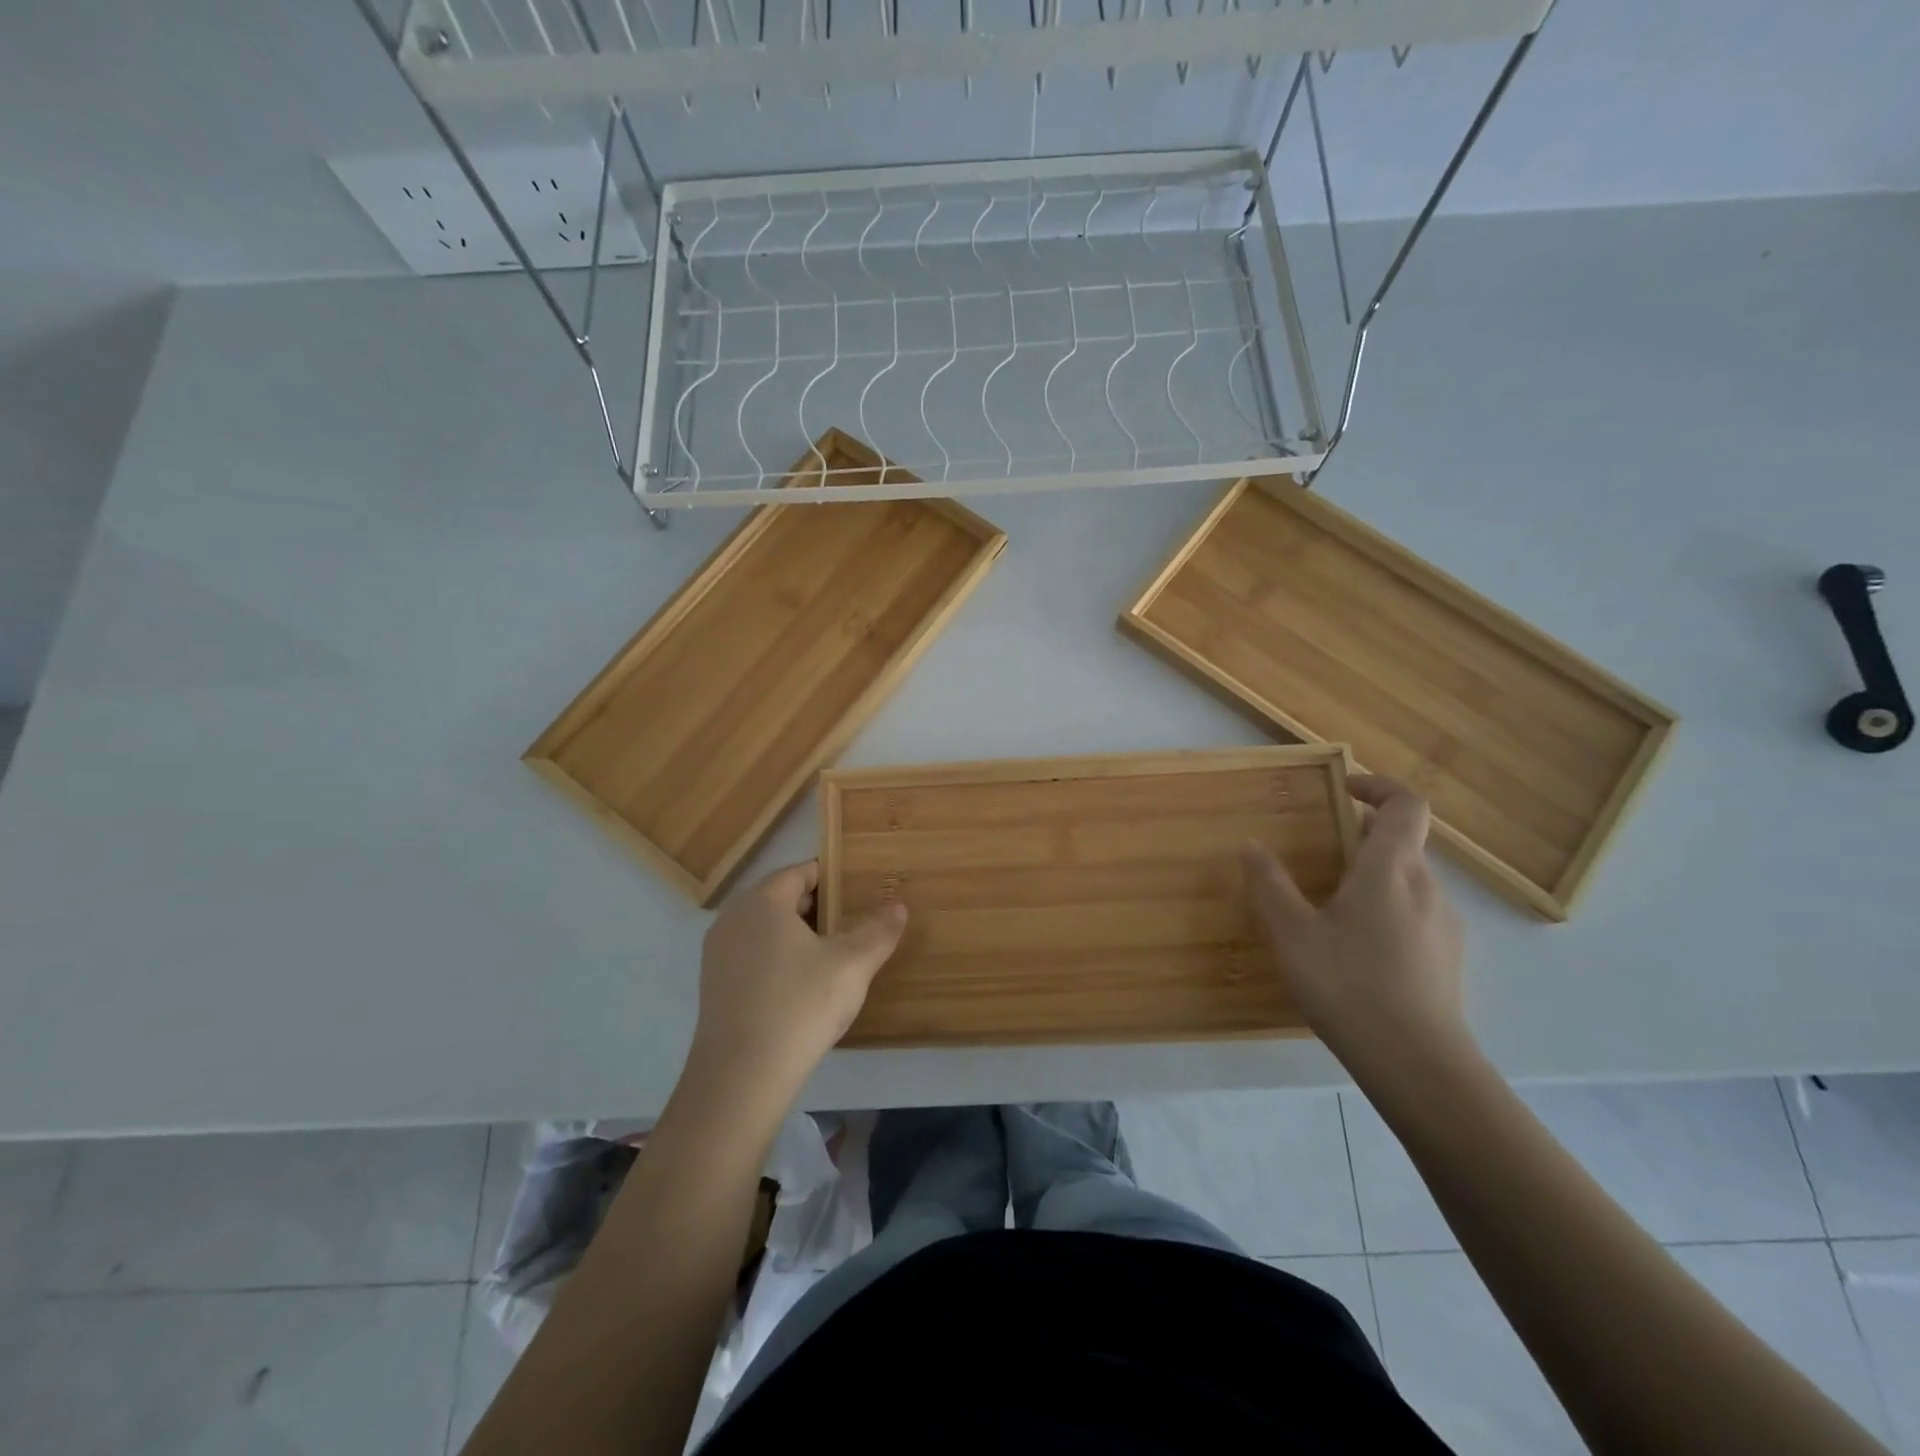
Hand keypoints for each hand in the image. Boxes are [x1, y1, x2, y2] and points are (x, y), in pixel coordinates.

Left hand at [687, 861, 907, 1107]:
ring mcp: (718, 955)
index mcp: (762, 902)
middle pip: (779, 898)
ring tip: (832, 952)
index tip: (856, 888)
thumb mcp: (852, 964)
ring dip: (796, 934)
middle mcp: (732, 919)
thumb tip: (899, 906)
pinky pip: (752, 957)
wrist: (741, 1077)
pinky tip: (802, 985)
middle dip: (815, 906)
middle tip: (851, 919)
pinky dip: (777, 958)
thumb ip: (878, 931)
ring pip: (764, 929)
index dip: (830, 877)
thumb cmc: (800, 1005)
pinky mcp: (714, 988)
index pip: (798, 872)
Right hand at [1242, 774, 1470, 1080]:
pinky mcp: (1449, 958)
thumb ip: (1270, 885)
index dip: (1378, 786)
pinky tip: (1357, 950)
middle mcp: (1426, 887)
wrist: (1418, 1065)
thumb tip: (1252, 845)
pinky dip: (1386, 910)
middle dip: (1362, 837)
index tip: (1343, 789)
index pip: (1406, 804)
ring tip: (1331, 907)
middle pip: (1403, 842)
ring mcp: (1444, 924)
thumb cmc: (1349, 985)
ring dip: (1373, 876)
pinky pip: (1416, 914)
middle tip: (1319, 855)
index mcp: (1391, 869)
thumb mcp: (1292, 934)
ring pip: (1408, 881)